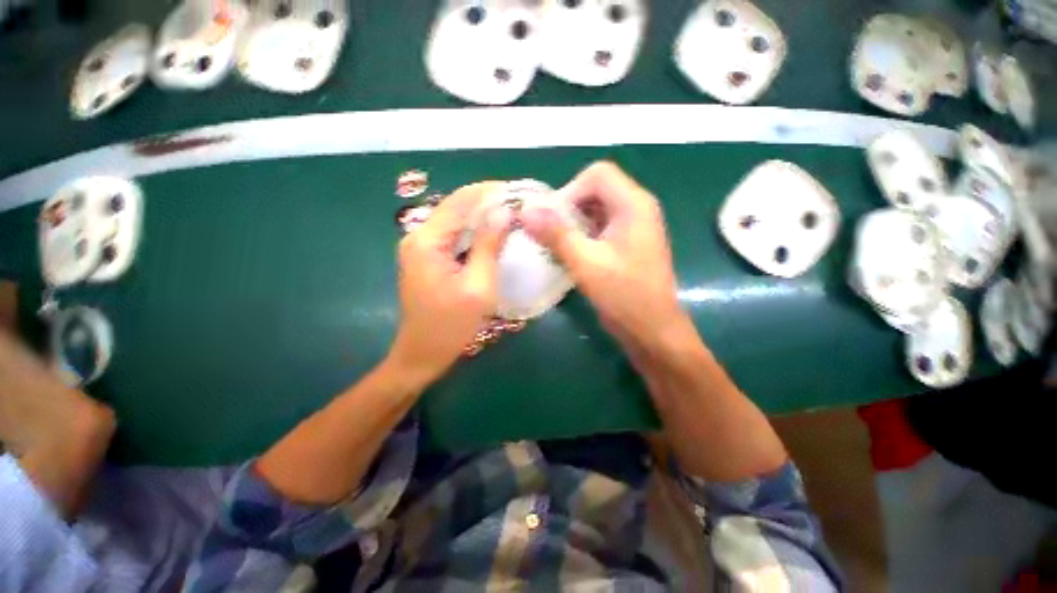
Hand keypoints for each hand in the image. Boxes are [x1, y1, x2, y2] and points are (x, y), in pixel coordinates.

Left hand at [387, 183, 511, 387]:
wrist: (423, 354)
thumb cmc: (451, 325)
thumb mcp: (478, 286)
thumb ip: (489, 246)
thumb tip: (504, 212)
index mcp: (427, 240)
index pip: (461, 201)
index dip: (490, 192)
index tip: (519, 192)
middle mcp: (419, 236)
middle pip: (457, 207)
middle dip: (489, 203)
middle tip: (520, 205)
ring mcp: (421, 248)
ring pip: (457, 221)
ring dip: (483, 217)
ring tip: (513, 216)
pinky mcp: (428, 259)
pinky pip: (454, 237)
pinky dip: (475, 233)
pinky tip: (494, 235)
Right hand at [522, 162, 691, 358]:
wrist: (652, 329)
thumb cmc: (624, 295)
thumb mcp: (586, 263)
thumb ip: (556, 234)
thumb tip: (526, 210)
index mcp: (633, 204)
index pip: (597, 174)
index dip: (569, 190)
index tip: (551, 219)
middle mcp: (637, 208)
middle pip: (596, 189)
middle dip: (568, 207)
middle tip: (550, 232)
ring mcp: (634, 226)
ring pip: (596, 209)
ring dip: (573, 222)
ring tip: (556, 244)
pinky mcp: (628, 243)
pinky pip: (601, 227)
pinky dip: (582, 234)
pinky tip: (570, 253)